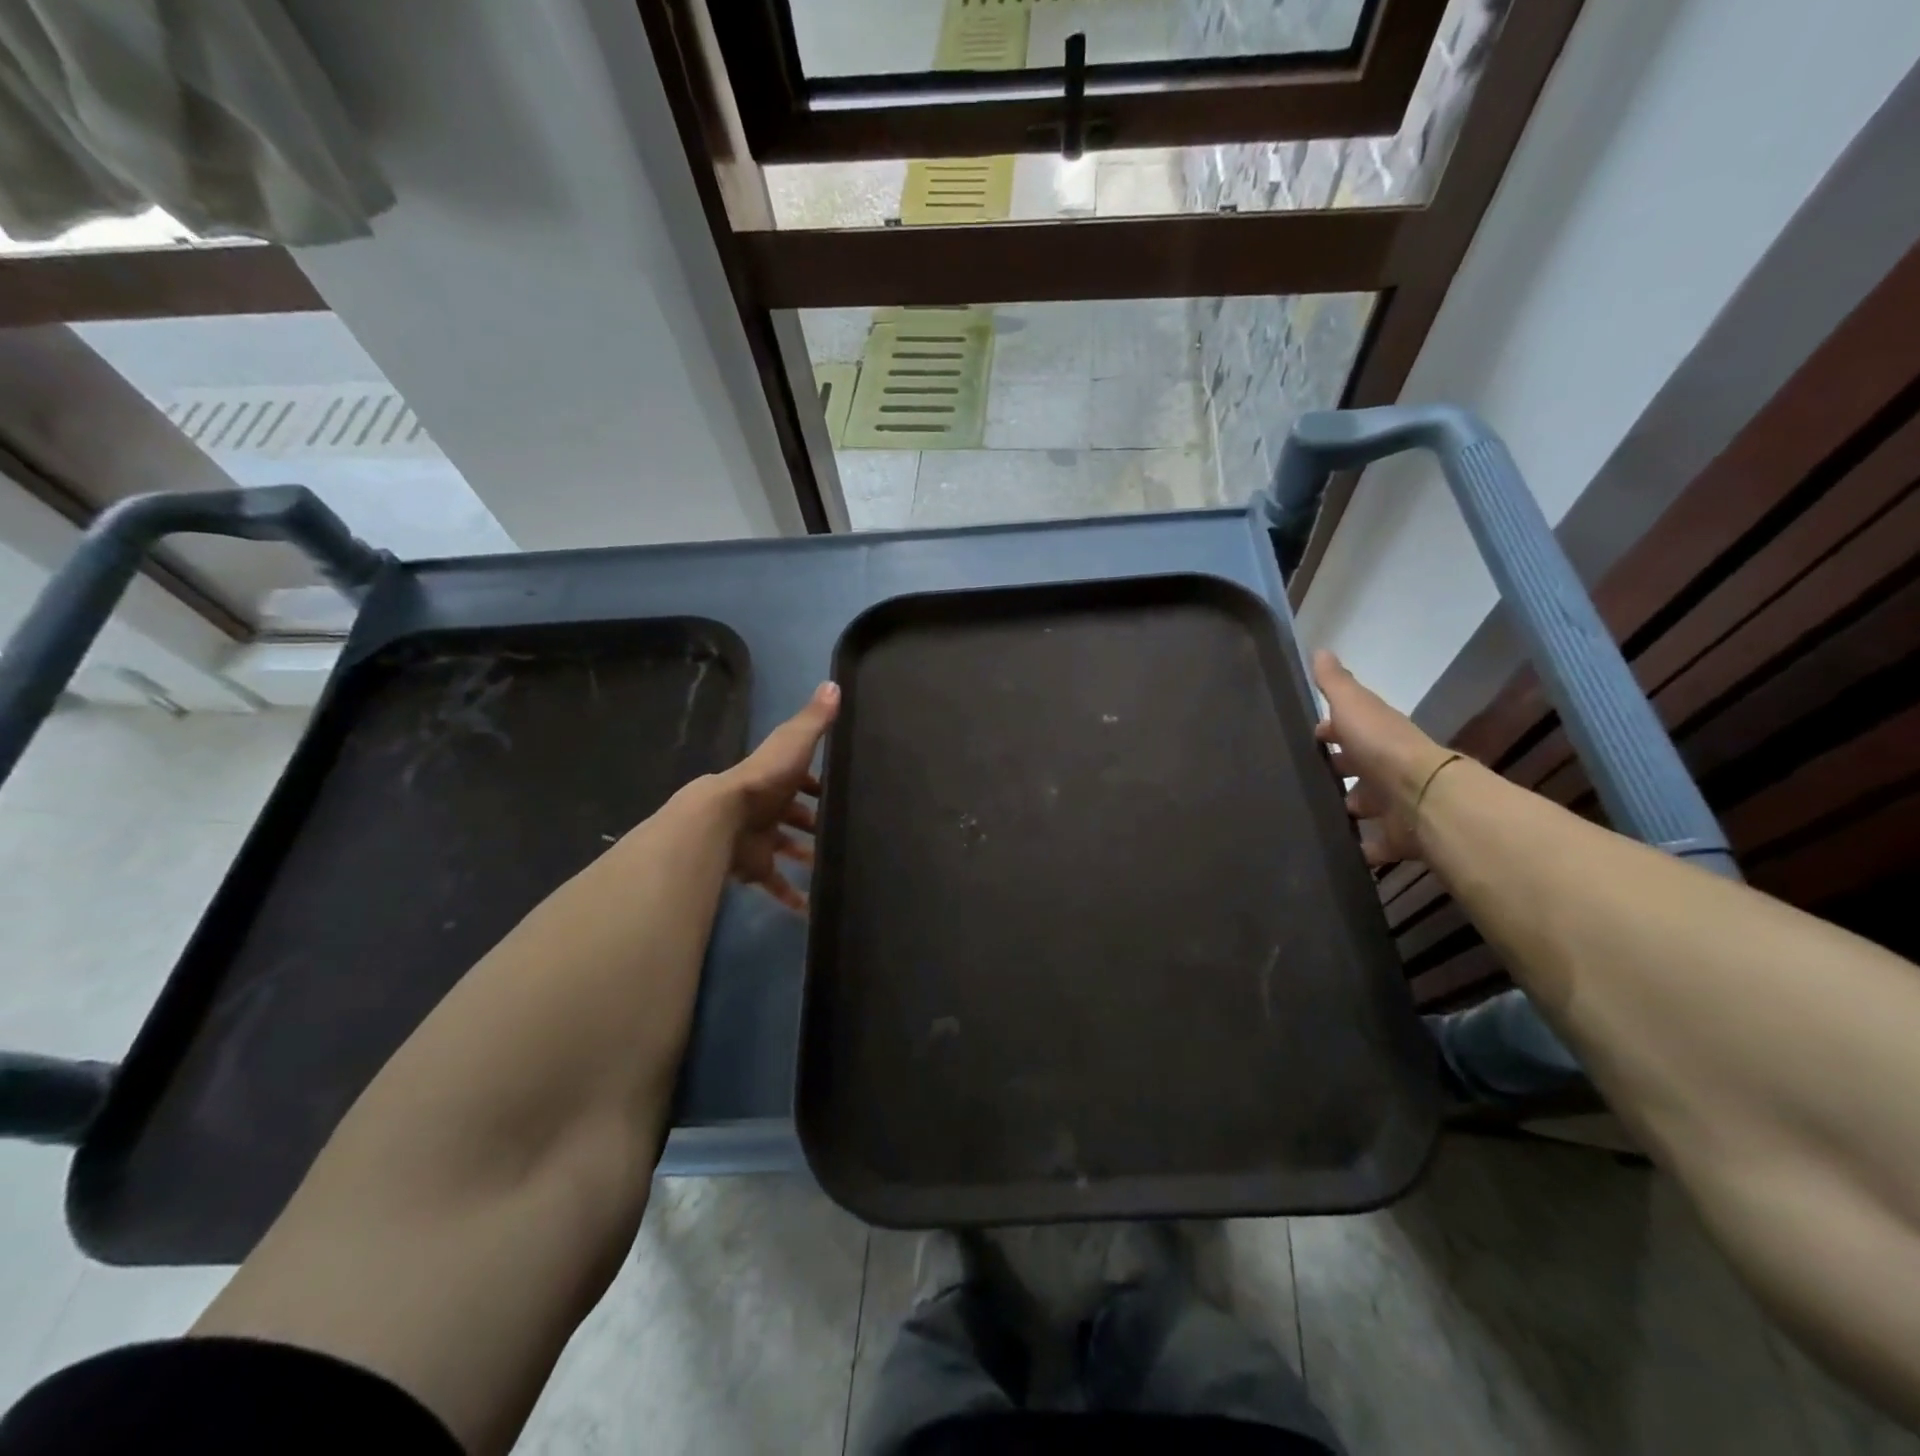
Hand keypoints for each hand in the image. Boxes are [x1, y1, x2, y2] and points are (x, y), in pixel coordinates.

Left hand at [715, 681, 839, 911]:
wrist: (722, 822)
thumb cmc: (763, 781)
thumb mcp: (793, 743)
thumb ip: (814, 720)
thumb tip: (834, 684)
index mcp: (775, 778)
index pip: (801, 779)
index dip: (819, 784)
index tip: (843, 792)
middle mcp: (767, 808)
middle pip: (795, 815)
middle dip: (815, 823)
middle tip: (845, 833)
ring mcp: (760, 839)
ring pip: (787, 848)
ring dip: (807, 857)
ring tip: (835, 868)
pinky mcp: (755, 867)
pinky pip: (774, 883)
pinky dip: (790, 895)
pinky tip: (811, 908)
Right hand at [1312, 651, 1456, 866]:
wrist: (1422, 798)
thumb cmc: (1381, 746)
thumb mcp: (1353, 706)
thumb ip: (1335, 683)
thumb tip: (1320, 649)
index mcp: (1375, 735)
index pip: (1349, 729)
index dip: (1329, 731)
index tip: (1307, 737)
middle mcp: (1386, 768)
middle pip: (1357, 768)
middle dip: (1336, 772)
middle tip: (1301, 780)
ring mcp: (1393, 804)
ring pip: (1364, 805)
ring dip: (1346, 809)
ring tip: (1310, 816)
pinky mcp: (1396, 837)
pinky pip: (1374, 844)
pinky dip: (1359, 848)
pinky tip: (1333, 850)